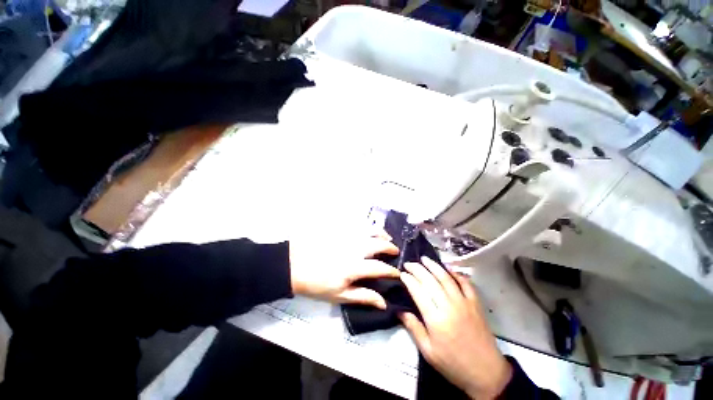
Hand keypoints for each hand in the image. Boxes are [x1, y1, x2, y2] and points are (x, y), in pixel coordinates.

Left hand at [289, 229, 399, 308]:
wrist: (294, 265)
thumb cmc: (316, 284)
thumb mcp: (339, 295)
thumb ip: (363, 296)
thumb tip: (383, 303)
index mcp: (354, 267)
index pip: (380, 267)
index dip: (391, 271)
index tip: (397, 273)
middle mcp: (353, 248)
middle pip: (378, 244)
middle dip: (390, 247)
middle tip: (395, 250)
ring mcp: (346, 236)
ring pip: (369, 230)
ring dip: (381, 233)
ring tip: (386, 237)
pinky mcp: (339, 229)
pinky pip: (358, 225)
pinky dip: (367, 227)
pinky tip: (369, 230)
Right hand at [399, 258, 511, 398]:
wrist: (486, 373)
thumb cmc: (453, 364)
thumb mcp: (428, 352)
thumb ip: (413, 328)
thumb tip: (399, 310)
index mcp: (435, 319)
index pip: (418, 291)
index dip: (408, 279)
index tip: (402, 273)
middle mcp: (449, 306)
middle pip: (430, 280)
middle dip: (417, 269)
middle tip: (409, 263)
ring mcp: (464, 302)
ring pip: (446, 278)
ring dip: (434, 266)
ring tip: (424, 259)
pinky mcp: (475, 303)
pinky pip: (465, 283)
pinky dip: (456, 273)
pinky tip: (448, 268)